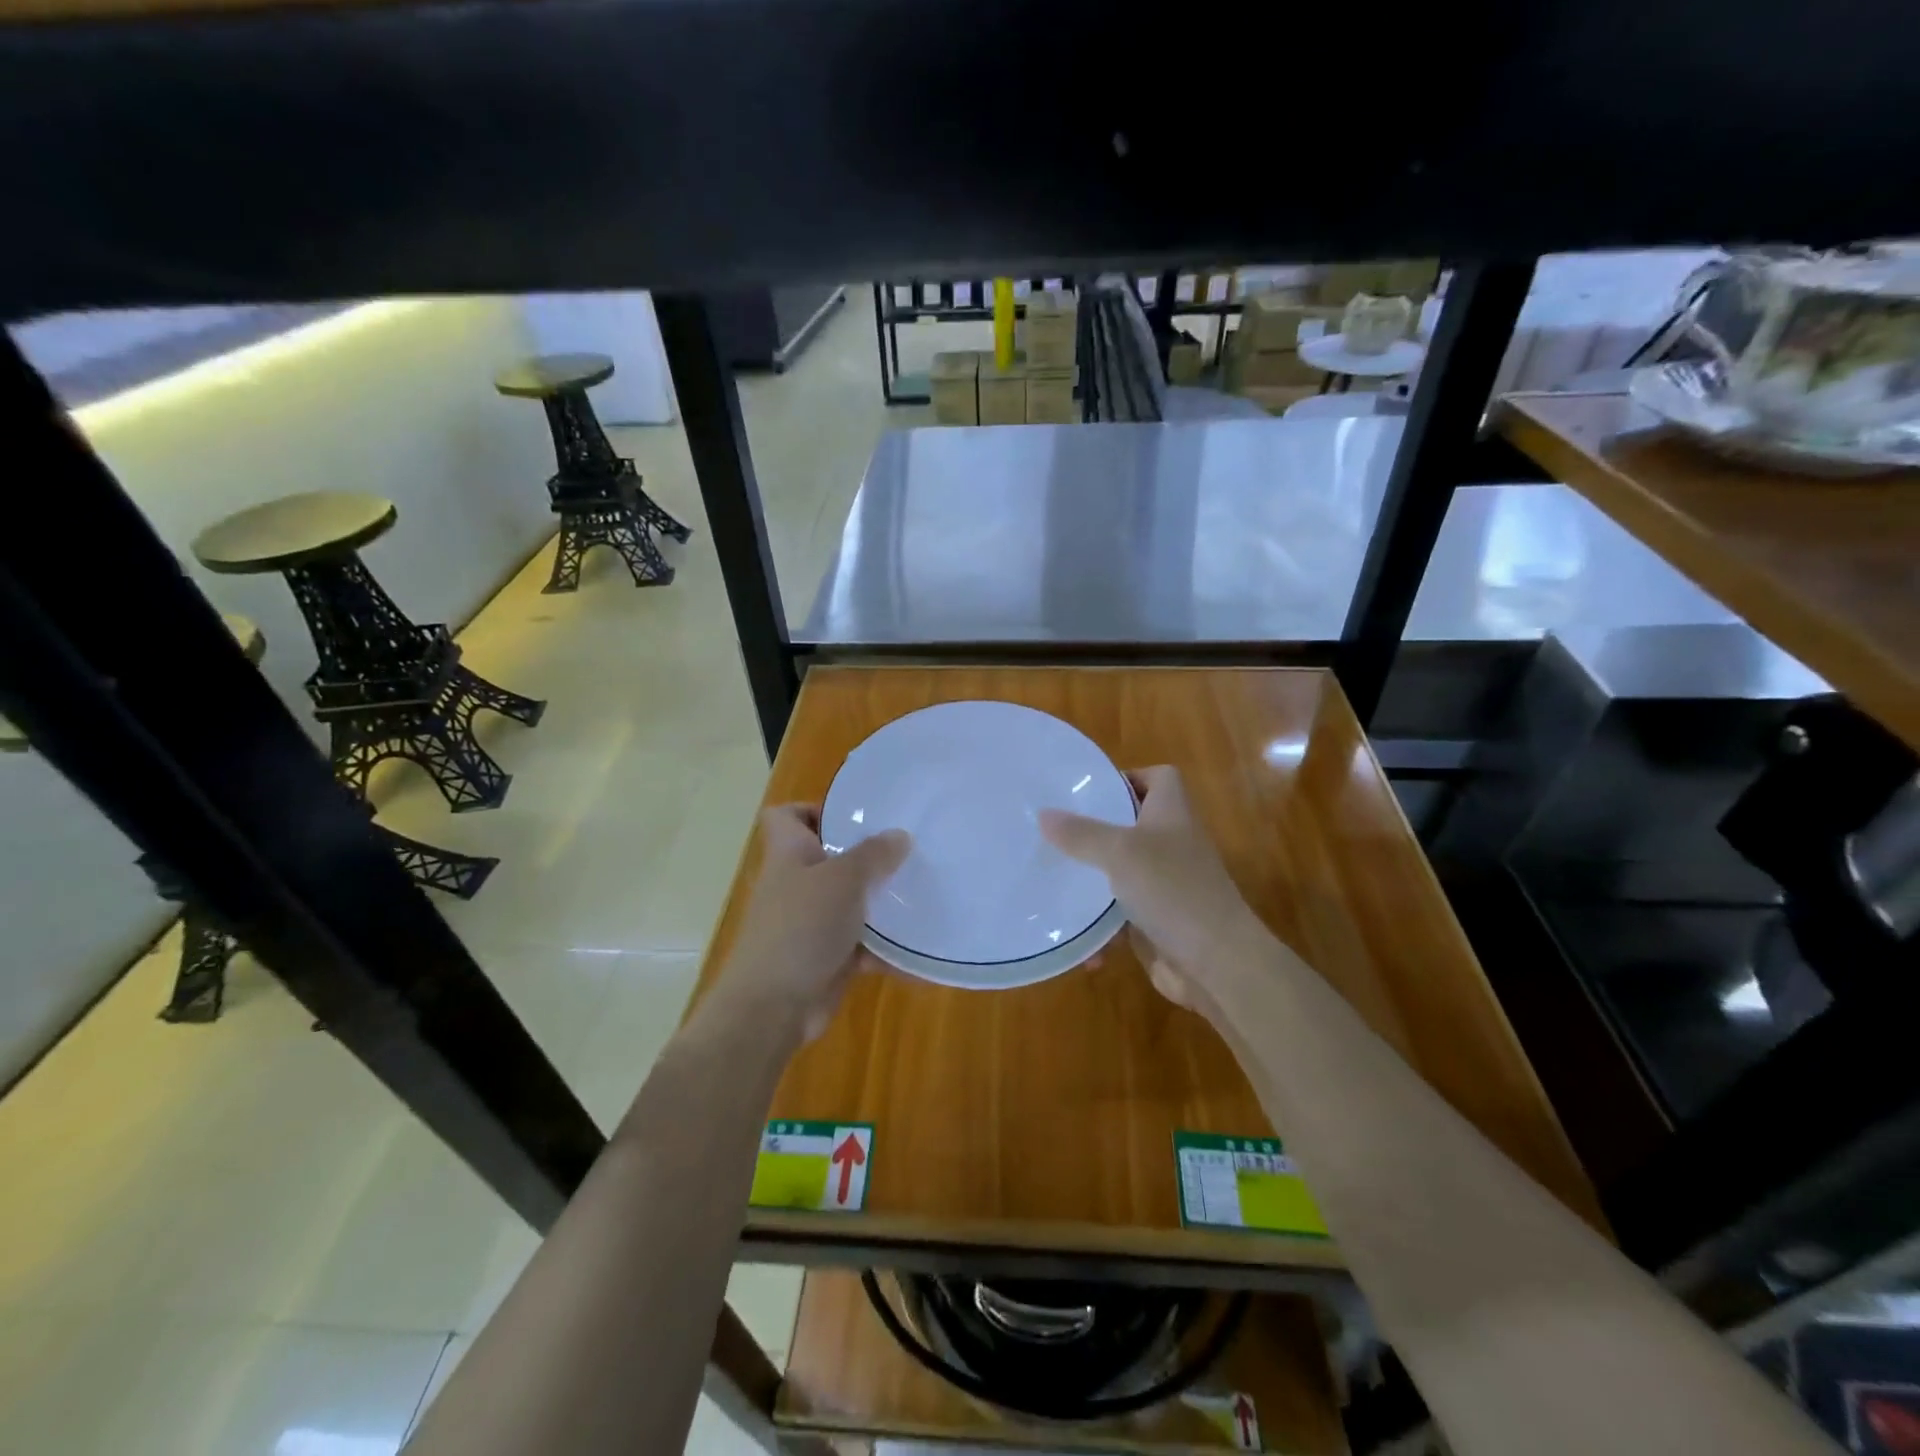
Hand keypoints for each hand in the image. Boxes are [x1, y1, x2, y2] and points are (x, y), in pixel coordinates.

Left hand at [707, 805, 909, 1043]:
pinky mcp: (826, 958)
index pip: (786, 816)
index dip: (814, 809)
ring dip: (880, 902)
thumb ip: (873, 855)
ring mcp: (810, 923)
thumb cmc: (801, 927)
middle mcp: (797, 884)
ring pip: (849, 902)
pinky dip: (886, 949)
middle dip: (866, 856)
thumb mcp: (843, 879)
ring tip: (922, 892)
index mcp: (789, 855)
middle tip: (906, 851)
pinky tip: (919, 950)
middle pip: (828, 858)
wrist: (772, 1008)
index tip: (854, 816)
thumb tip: (899, 835)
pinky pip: (862, 945)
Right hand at [1039, 766, 1264, 1011]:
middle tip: (1054, 832)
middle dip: (1094, 830)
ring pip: (1121, 871)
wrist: (1217, 963)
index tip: (1089, 791)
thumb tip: (1043, 814)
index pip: (1159, 778)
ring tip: (1051, 878)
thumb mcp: (1120, 852)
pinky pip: (1120, 916)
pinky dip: (1099, 926)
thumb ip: (1081, 833)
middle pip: (1132, 824)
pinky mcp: (1157, 921)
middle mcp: (1171, 843)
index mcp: (1172, 813)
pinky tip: (1073, 935)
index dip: (1128, 777)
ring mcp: (1165, 884)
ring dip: (1091, 880)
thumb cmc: (1172, 890)